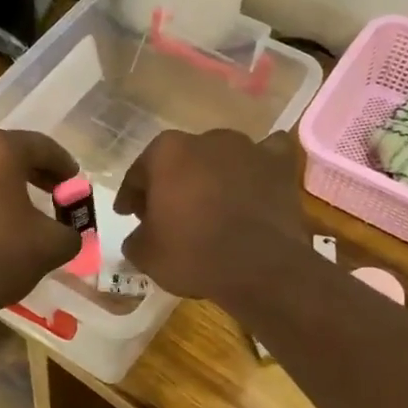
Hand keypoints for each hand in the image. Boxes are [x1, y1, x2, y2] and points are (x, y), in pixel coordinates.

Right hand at [116, 129, 307, 303]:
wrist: (261, 268)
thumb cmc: (194, 254)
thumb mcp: (146, 255)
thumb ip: (135, 238)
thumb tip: (141, 236)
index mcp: (166, 152)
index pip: (139, 173)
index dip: (131, 196)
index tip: (127, 213)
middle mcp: (206, 139)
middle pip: (179, 161)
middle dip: (172, 183)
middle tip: (168, 213)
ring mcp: (247, 147)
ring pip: (220, 157)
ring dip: (212, 176)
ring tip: (211, 204)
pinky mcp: (280, 164)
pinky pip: (265, 156)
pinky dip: (257, 168)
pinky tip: (254, 182)